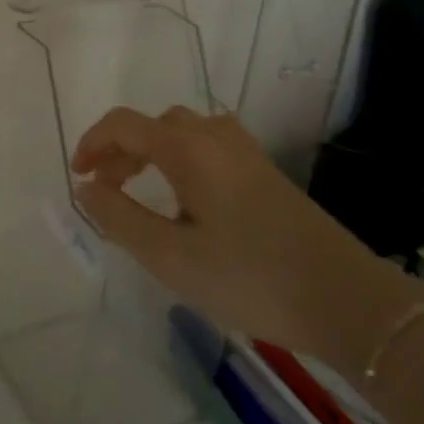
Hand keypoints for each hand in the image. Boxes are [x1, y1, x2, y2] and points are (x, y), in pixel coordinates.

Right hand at [70, 107, 421, 373]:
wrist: (345, 298)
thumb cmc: (248, 277)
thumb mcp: (170, 256)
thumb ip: (119, 217)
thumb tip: (85, 188)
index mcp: (188, 148)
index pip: (124, 124)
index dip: (92, 143)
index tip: (78, 177)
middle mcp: (215, 135)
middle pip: (153, 124)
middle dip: (120, 151)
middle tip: (105, 190)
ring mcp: (244, 151)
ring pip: (182, 132)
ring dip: (150, 153)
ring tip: (139, 193)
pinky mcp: (264, 171)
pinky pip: (207, 146)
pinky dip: (179, 160)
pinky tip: (184, 200)